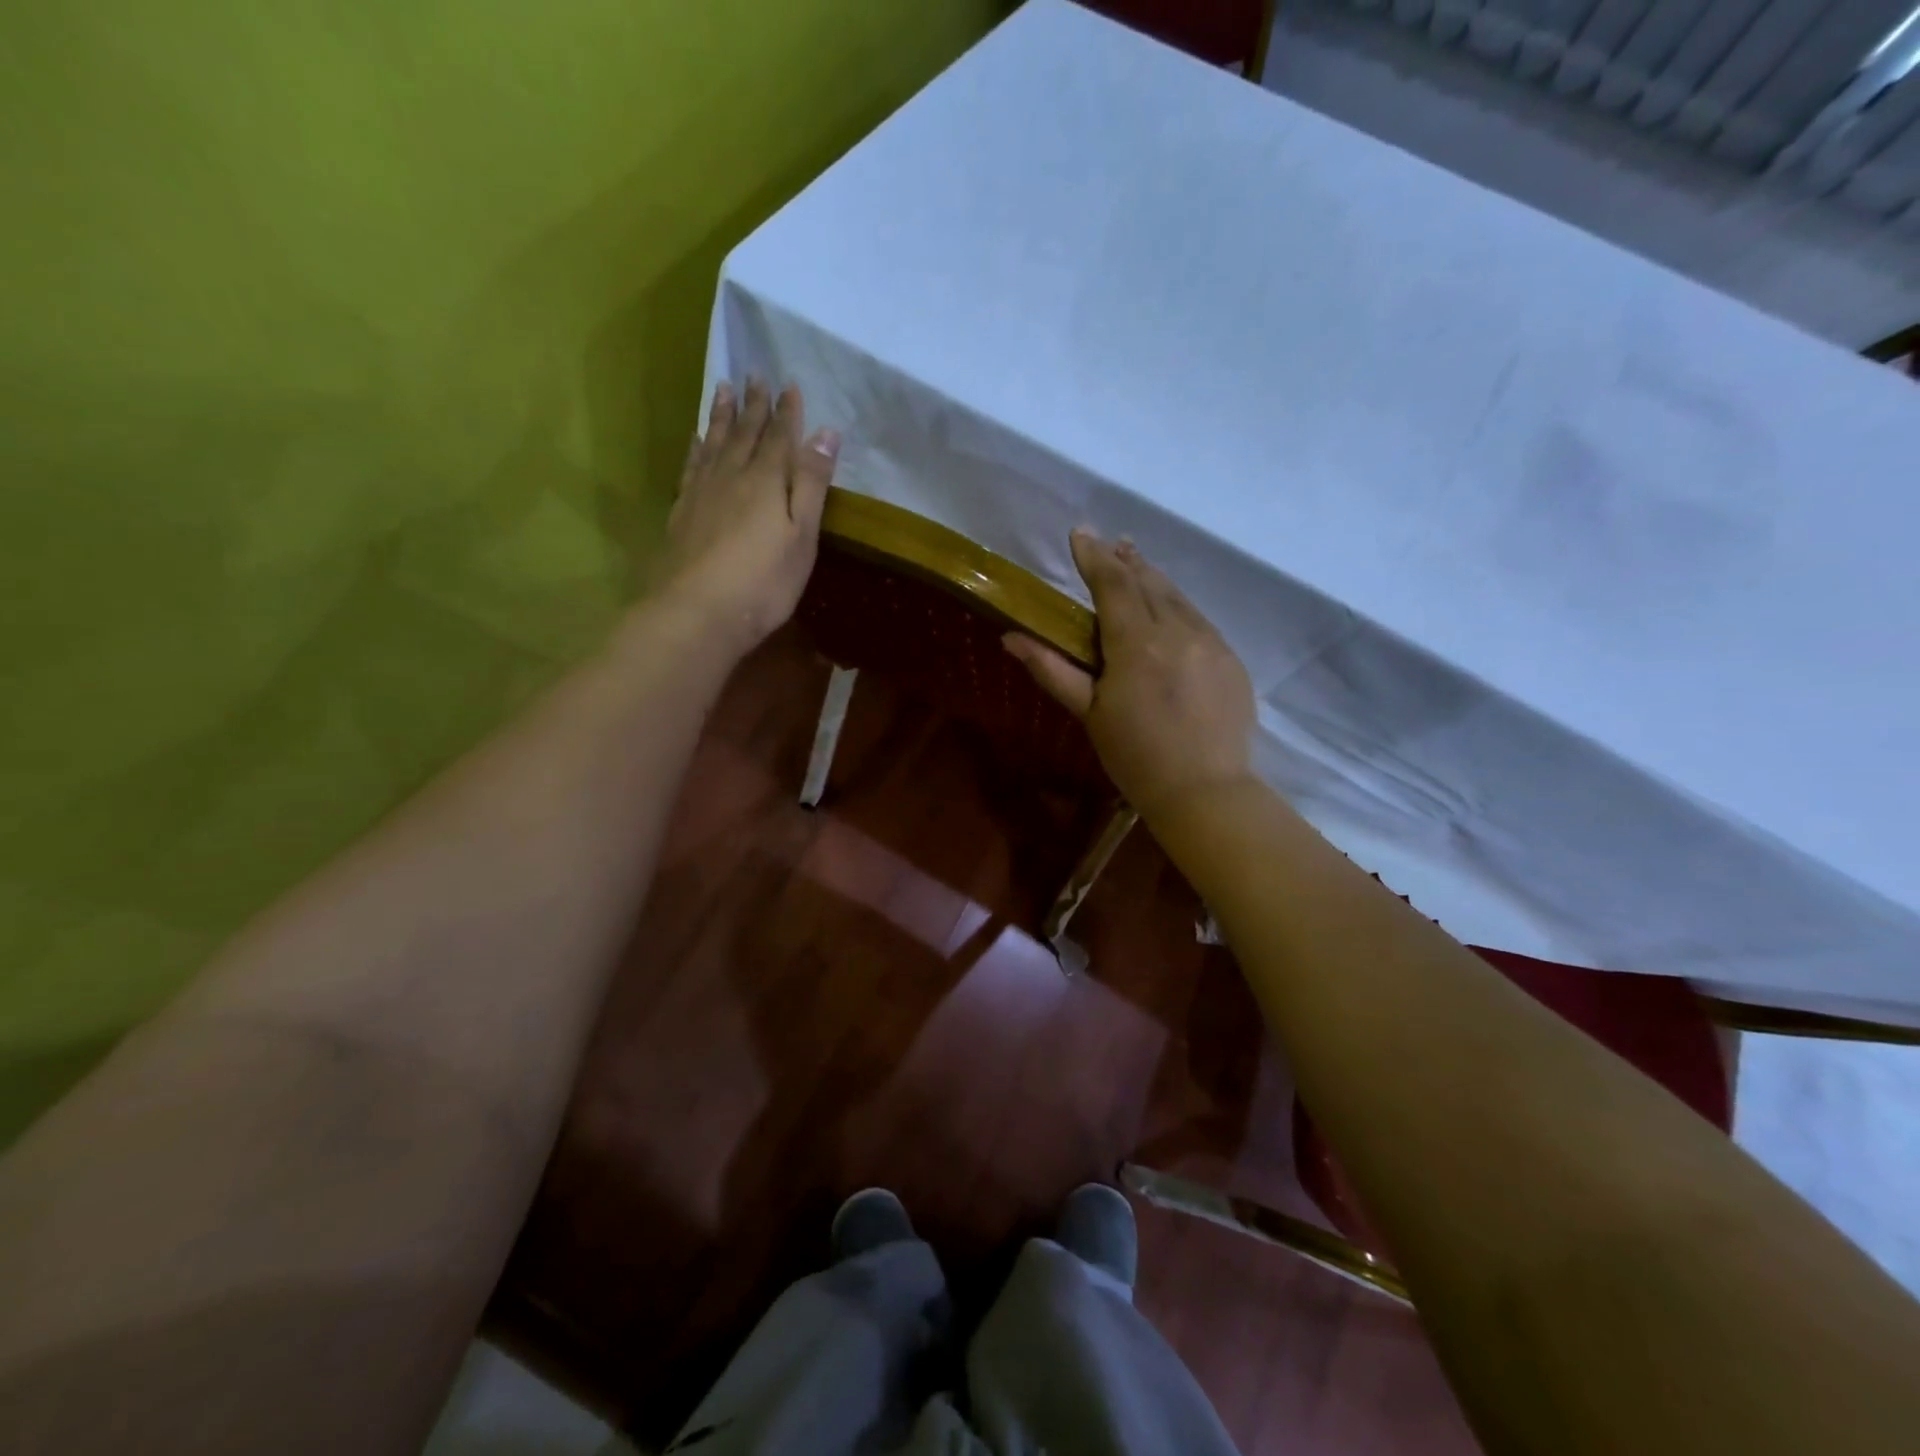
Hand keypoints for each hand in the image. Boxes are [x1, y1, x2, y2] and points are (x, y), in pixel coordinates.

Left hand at [658, 378, 839, 654]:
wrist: (697, 612)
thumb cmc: (763, 582)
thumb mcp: (801, 536)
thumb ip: (811, 484)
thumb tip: (826, 432)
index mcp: (766, 481)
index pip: (780, 437)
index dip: (786, 411)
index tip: (788, 383)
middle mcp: (731, 476)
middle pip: (745, 433)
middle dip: (754, 405)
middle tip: (755, 375)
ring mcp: (701, 493)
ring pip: (714, 443)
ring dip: (722, 416)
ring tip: (723, 388)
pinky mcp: (681, 512)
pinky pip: (691, 467)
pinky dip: (696, 448)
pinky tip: (696, 439)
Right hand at [1005, 530, 1255, 817]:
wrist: (1206, 791)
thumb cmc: (1136, 756)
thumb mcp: (1089, 713)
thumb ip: (1052, 669)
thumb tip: (1011, 637)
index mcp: (1137, 644)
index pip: (1113, 584)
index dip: (1093, 556)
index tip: (1080, 533)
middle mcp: (1178, 631)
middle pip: (1148, 582)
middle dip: (1125, 560)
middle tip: (1109, 542)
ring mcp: (1211, 642)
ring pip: (1177, 596)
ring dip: (1153, 576)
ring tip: (1135, 561)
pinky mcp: (1231, 659)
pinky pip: (1199, 618)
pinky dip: (1177, 604)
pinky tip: (1169, 607)